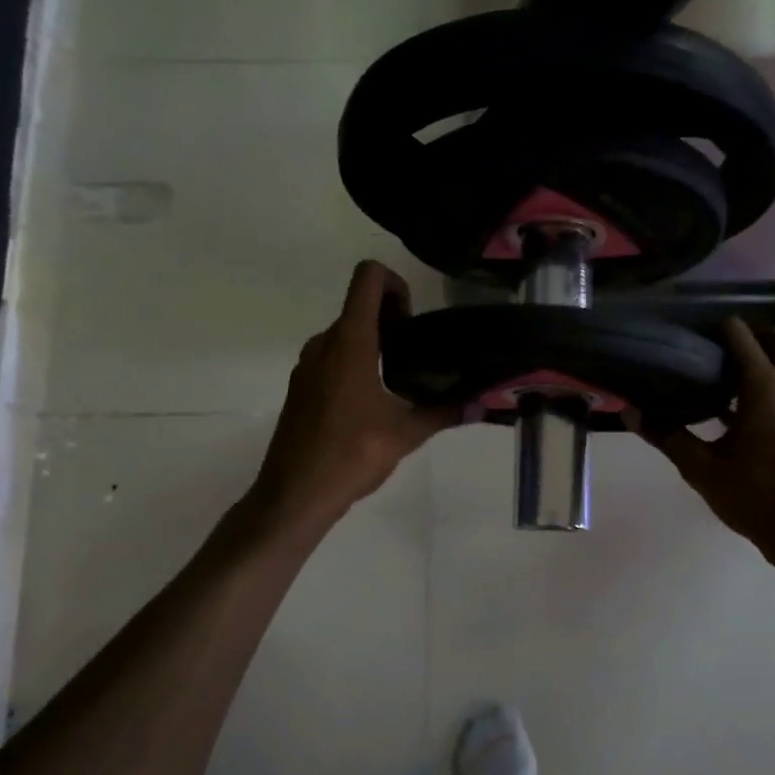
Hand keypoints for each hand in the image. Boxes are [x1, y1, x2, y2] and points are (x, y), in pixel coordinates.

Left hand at [249, 261, 461, 529]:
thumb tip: (480, 406)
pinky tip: (372, 403)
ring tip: (400, 379)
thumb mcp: (405, 433)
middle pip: (358, 307)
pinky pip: (331, 359)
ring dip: (373, 343)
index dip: (395, 282)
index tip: (413, 318)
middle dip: (391, 319)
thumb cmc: (350, 455)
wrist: (294, 495)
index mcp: (349, 342)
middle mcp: (323, 345)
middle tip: (417, 354)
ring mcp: (307, 367)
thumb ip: (443, 413)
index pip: (368, 279)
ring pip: (344, 335)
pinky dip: (354, 364)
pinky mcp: (301, 389)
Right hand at [642, 320, 774, 562]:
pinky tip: (727, 408)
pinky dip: (762, 384)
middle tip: (711, 347)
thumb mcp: (701, 467)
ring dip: (758, 358)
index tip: (686, 334)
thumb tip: (630, 411)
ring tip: (715, 372)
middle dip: (749, 334)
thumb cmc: (755, 495)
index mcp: (763, 388)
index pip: (741, 335)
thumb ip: (666, 435)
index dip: (714, 328)